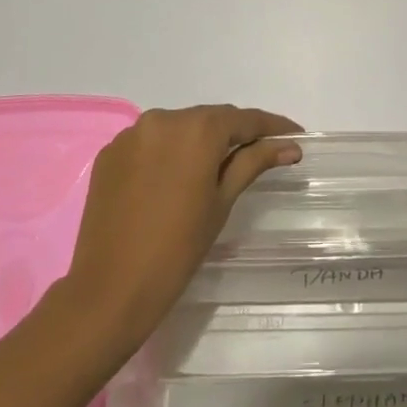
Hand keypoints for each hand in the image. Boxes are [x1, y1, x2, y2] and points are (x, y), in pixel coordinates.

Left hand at [63, 105, 302, 352]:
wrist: (111, 288)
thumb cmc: (178, 247)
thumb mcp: (222, 201)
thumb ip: (254, 163)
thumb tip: (289, 145)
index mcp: (197, 129)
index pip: (244, 119)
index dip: (272, 126)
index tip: (295, 135)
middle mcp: (162, 119)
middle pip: (209, 119)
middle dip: (235, 133)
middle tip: (261, 151)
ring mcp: (131, 134)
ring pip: (178, 128)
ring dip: (199, 141)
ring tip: (218, 164)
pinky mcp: (110, 153)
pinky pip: (150, 142)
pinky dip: (168, 152)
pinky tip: (176, 176)